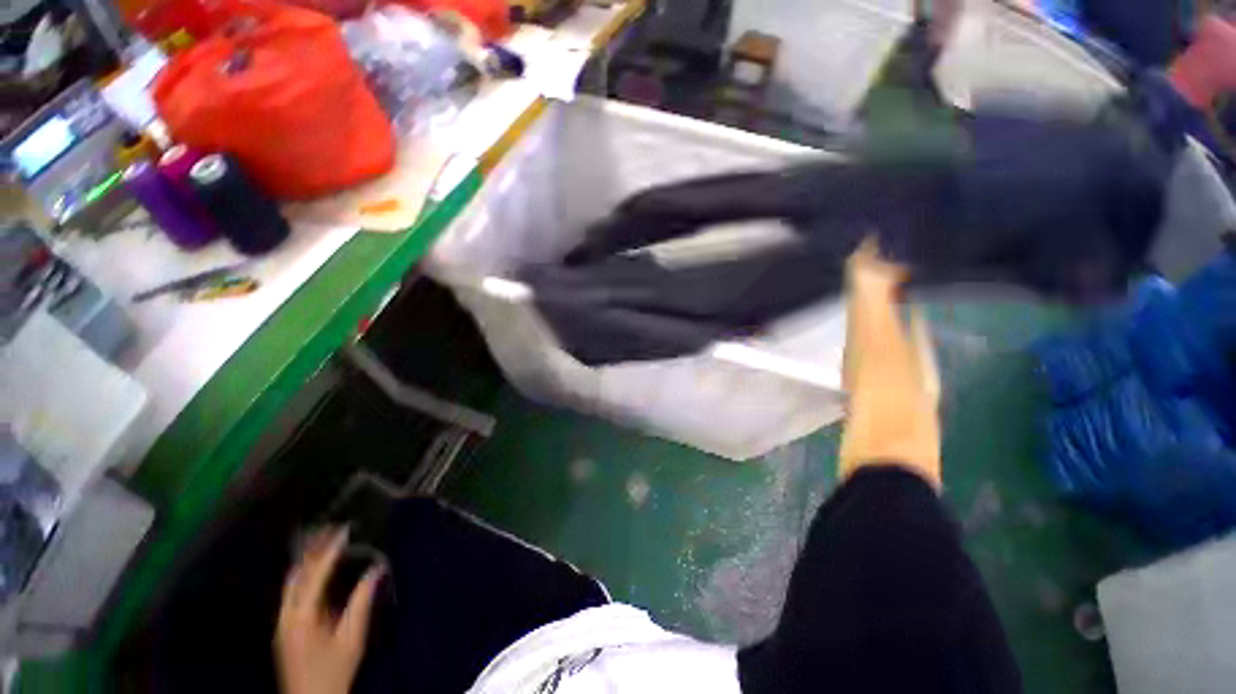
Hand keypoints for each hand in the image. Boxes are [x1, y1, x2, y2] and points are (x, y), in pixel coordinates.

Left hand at [275, 527, 383, 693]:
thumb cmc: (334, 671)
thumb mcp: (352, 638)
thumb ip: (362, 603)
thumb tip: (376, 570)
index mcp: (302, 616)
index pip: (316, 574)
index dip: (330, 550)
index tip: (344, 530)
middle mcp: (287, 615)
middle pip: (297, 575)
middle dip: (313, 550)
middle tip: (330, 529)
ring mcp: (282, 622)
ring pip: (291, 583)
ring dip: (307, 561)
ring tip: (322, 541)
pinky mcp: (284, 628)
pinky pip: (292, 593)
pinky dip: (304, 576)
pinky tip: (314, 570)